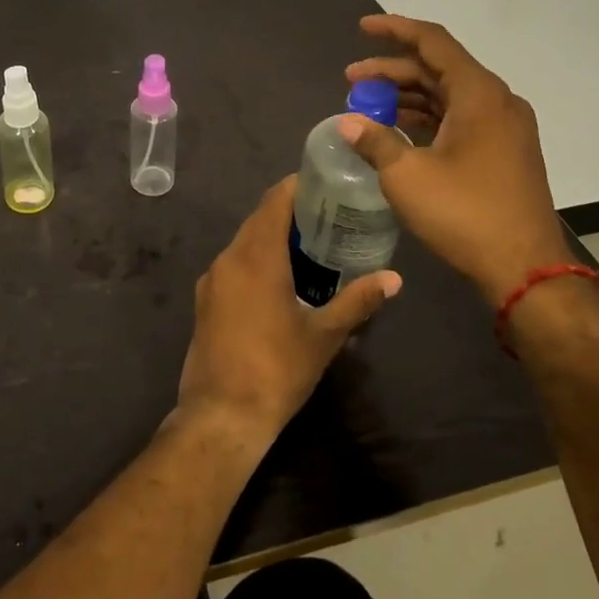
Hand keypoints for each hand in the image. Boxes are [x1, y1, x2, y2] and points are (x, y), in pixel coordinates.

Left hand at [175, 177, 400, 444]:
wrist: (221, 414)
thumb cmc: (277, 369)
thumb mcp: (324, 335)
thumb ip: (357, 300)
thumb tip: (394, 278)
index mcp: (256, 256)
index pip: (275, 201)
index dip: (297, 187)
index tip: (325, 184)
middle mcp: (228, 258)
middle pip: (259, 219)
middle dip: (289, 213)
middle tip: (327, 216)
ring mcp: (212, 280)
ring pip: (244, 243)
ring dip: (271, 237)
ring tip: (309, 246)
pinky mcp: (205, 300)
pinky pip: (233, 265)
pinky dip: (256, 260)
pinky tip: (280, 280)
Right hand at [341, 14, 571, 304]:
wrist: (525, 269)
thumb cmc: (465, 214)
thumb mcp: (407, 176)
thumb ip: (375, 141)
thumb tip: (348, 123)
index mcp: (479, 94)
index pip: (433, 42)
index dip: (395, 29)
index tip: (362, 28)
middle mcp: (497, 102)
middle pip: (438, 69)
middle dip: (392, 71)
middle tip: (351, 82)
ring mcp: (504, 128)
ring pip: (448, 96)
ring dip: (407, 97)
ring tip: (367, 107)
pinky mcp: (504, 152)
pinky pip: (460, 119)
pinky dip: (427, 118)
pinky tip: (398, 131)